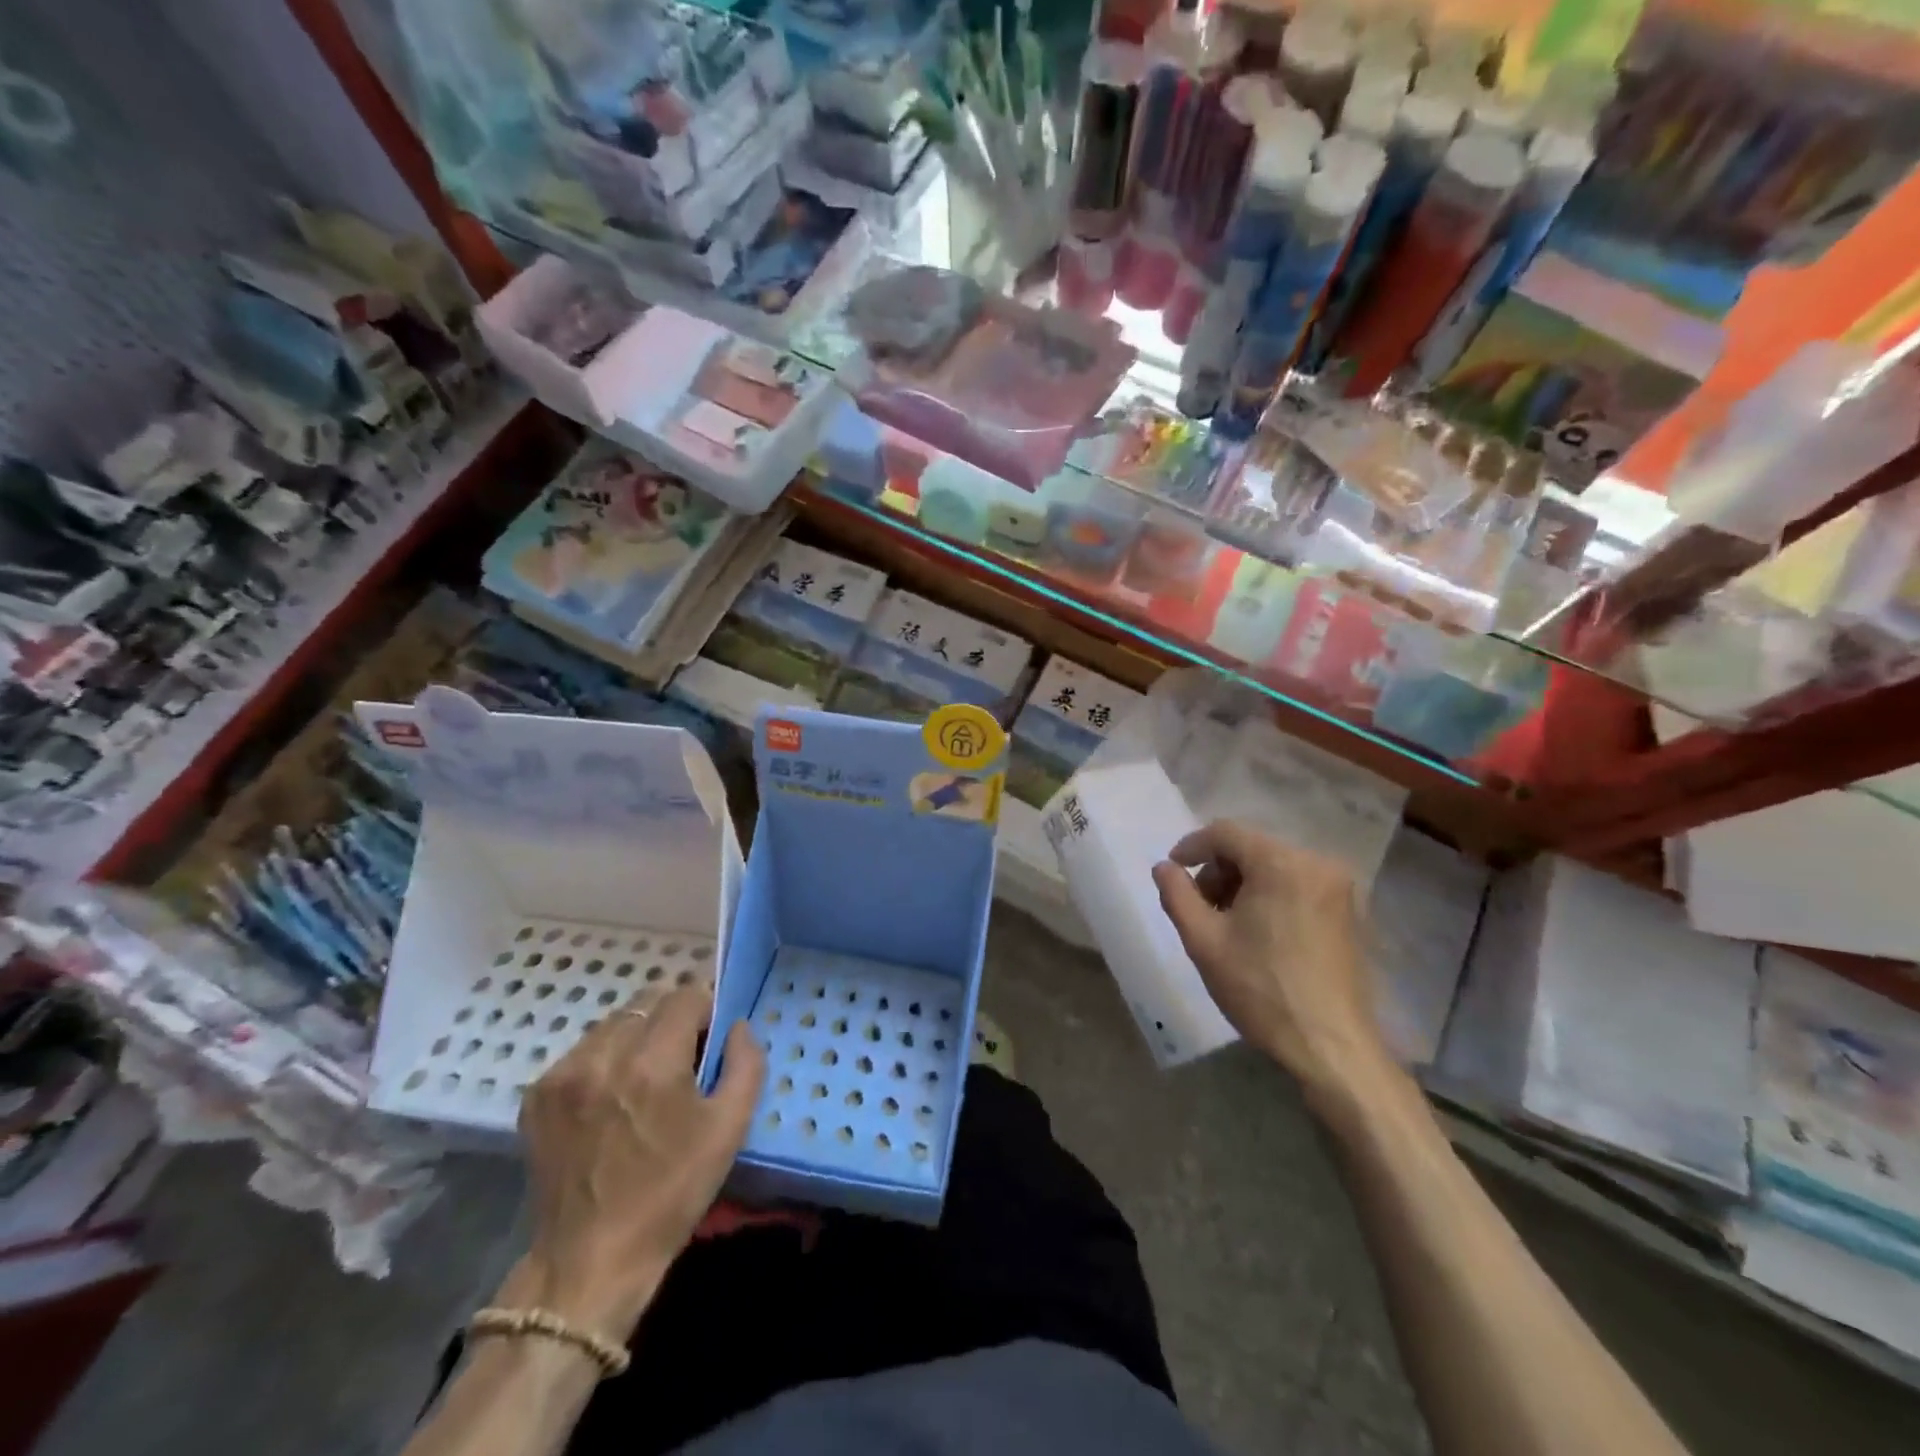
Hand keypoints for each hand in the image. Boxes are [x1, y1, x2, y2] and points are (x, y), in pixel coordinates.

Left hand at [513, 985, 764, 1338]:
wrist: (588, 1262)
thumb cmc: (670, 1193)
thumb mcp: (729, 1130)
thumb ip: (745, 1064)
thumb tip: (738, 1026)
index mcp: (652, 1063)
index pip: (686, 994)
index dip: (706, 1009)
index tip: (710, 1039)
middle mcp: (603, 1055)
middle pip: (648, 1001)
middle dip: (672, 1019)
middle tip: (681, 1059)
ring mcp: (563, 1074)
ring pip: (615, 1022)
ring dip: (637, 1036)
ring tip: (644, 1079)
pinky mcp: (537, 1094)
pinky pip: (584, 1050)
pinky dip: (605, 1059)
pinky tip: (611, 1098)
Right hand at [1151, 820, 1388, 1097]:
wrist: (1331, 1046)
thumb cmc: (1261, 989)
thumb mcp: (1203, 940)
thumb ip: (1177, 894)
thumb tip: (1164, 867)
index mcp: (1282, 863)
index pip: (1226, 833)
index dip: (1192, 846)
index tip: (1172, 871)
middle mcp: (1317, 863)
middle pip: (1252, 848)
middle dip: (1219, 871)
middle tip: (1199, 908)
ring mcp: (1340, 888)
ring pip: (1275, 866)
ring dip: (1244, 885)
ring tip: (1227, 924)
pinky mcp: (1351, 912)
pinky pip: (1299, 885)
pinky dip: (1272, 896)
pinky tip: (1259, 933)